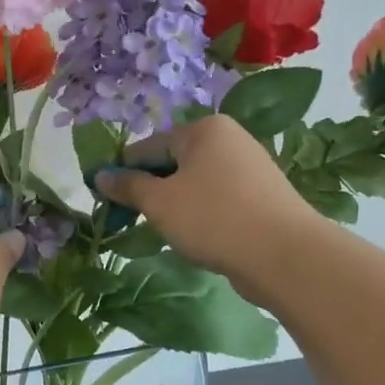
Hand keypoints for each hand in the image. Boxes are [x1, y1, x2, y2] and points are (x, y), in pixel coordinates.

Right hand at [94, 116, 318, 307]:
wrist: (284, 255)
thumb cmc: (213, 218)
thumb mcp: (159, 203)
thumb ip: (127, 186)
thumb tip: (100, 175)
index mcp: (203, 129)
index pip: (148, 146)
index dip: (124, 172)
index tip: (107, 199)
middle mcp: (229, 139)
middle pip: (174, 162)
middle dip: (151, 189)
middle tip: (135, 219)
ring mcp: (250, 167)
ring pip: (195, 183)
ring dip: (175, 204)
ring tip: (166, 231)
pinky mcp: (262, 195)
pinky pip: (218, 199)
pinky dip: (201, 214)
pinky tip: (197, 237)